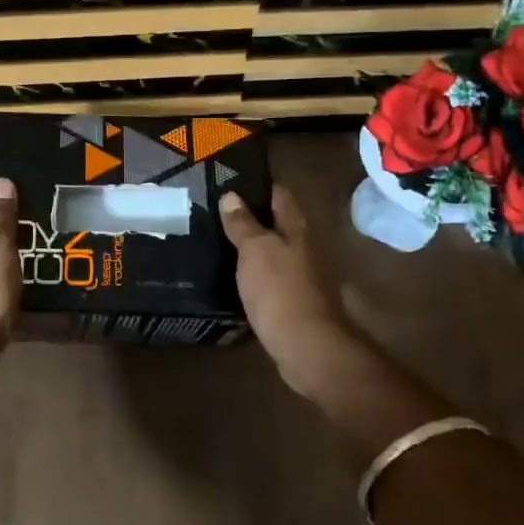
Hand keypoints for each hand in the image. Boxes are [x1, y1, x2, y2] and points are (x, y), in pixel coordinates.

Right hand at [219, 185, 404, 429]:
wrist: (307, 346)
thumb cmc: (281, 290)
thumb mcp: (256, 250)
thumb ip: (243, 224)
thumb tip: (231, 195)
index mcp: (298, 229)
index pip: (280, 194)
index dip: (259, 184)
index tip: (232, 178)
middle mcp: (304, 248)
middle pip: (279, 223)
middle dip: (253, 215)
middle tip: (217, 210)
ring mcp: (302, 277)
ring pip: (274, 252)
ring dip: (252, 246)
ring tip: (219, 240)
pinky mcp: (294, 302)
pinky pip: (271, 278)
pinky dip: (254, 273)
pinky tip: (233, 275)